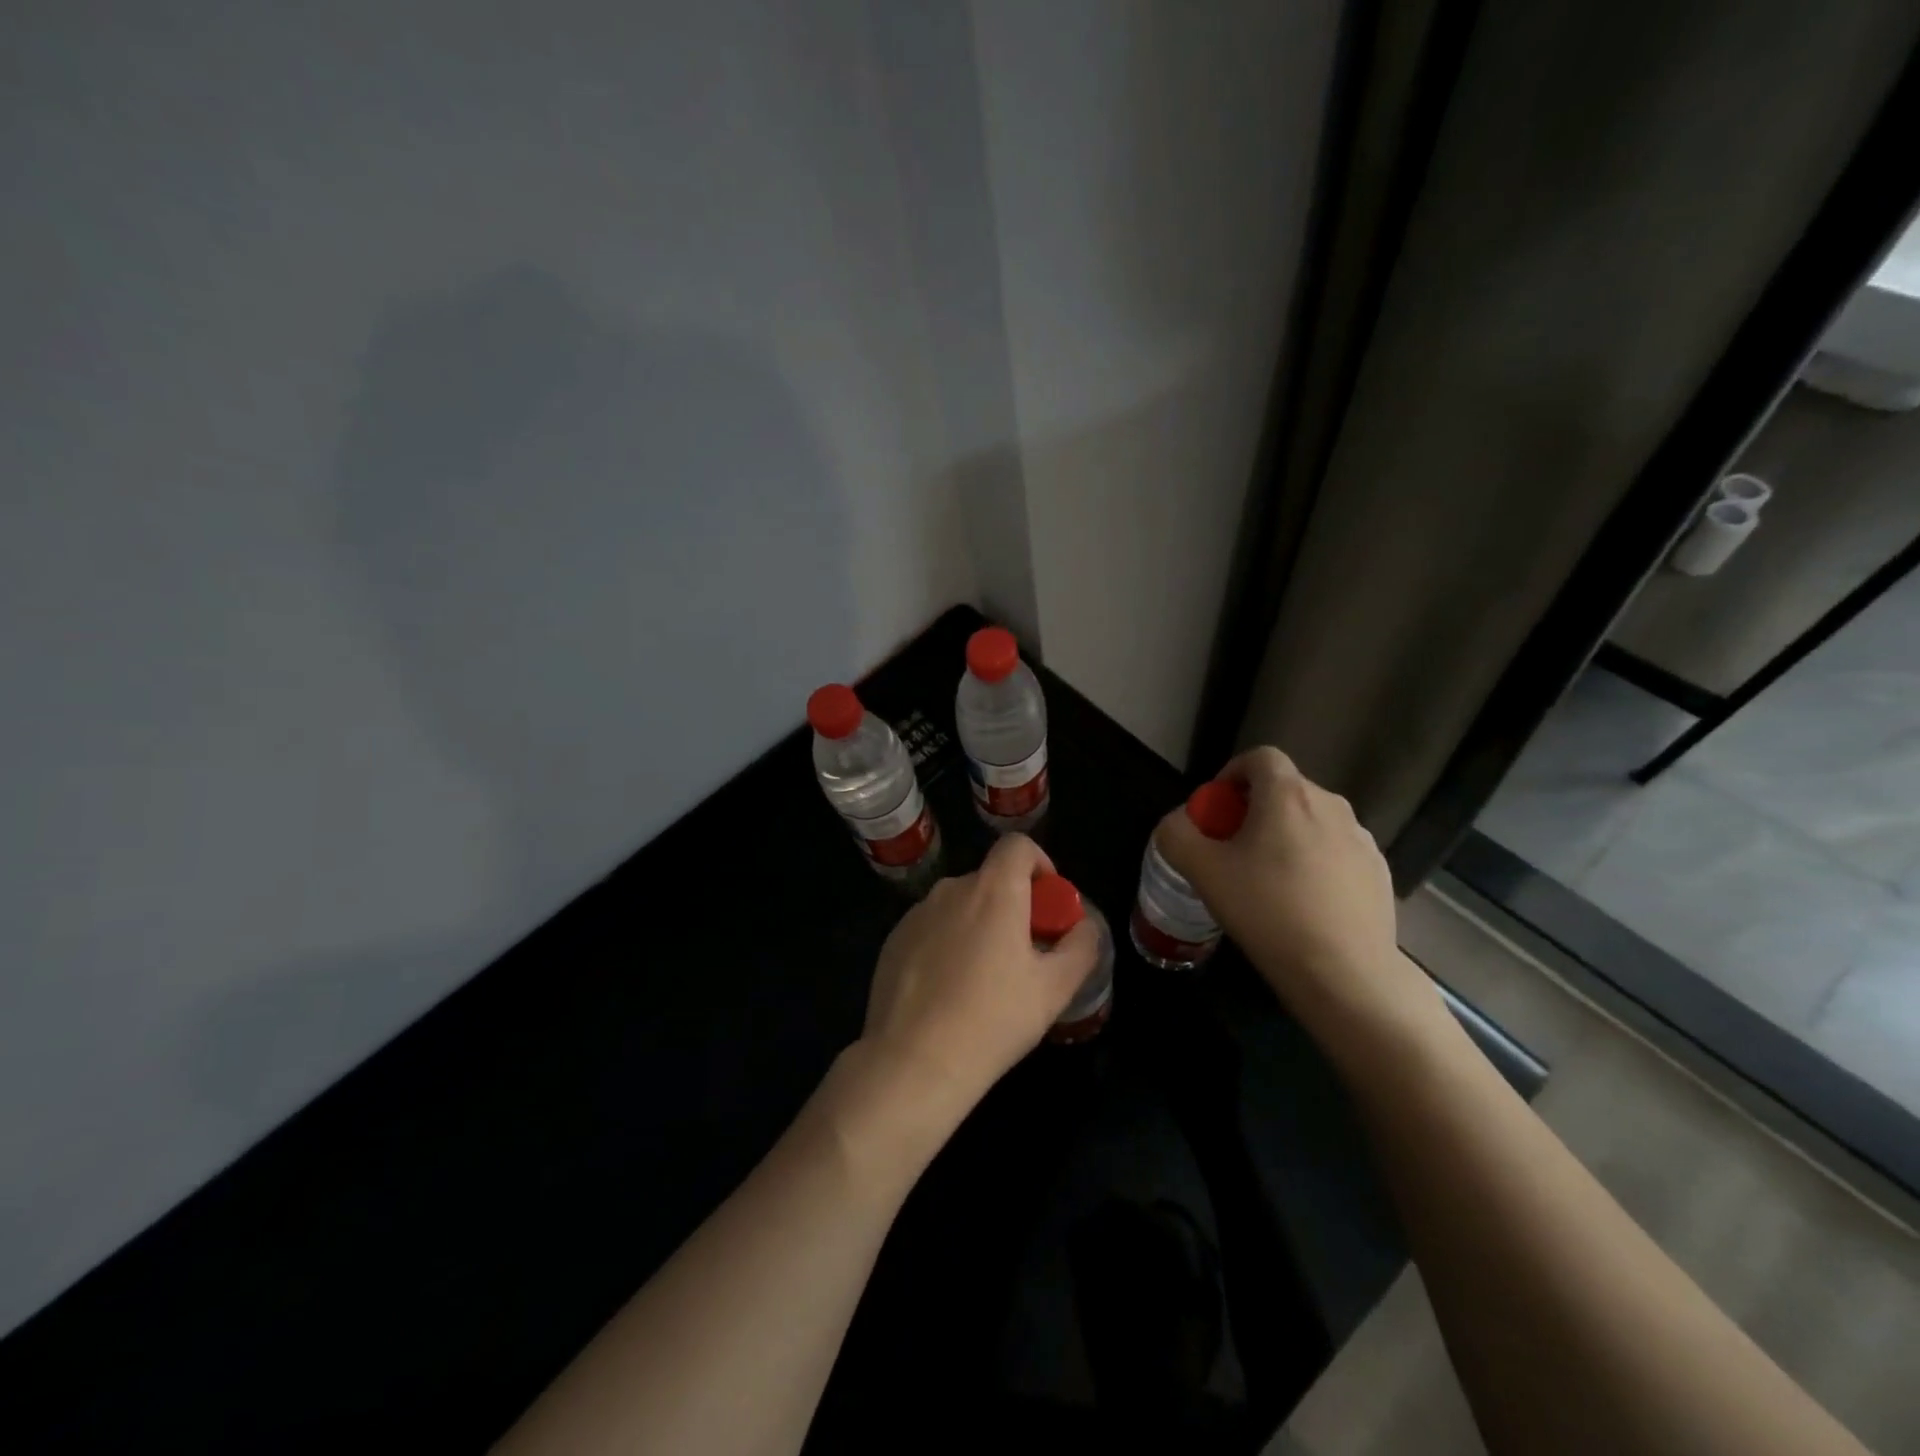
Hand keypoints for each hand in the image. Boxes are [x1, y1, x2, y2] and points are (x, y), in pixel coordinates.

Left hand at [859, 834, 1101, 1125]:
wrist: (913, 1061)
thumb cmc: (993, 1019)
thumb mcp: (1055, 989)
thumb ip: (1080, 946)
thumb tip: (1083, 926)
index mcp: (993, 891)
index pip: (1017, 846)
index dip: (1039, 864)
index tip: (1047, 904)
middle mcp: (951, 889)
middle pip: (990, 880)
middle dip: (1012, 906)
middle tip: (1023, 954)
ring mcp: (916, 914)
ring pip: (959, 906)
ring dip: (978, 925)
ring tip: (984, 979)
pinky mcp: (893, 940)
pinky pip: (931, 928)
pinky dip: (946, 944)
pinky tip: (948, 992)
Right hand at [1153, 747, 1436, 1040]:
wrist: (1345, 973)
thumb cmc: (1268, 912)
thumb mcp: (1203, 872)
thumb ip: (1177, 834)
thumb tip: (1178, 822)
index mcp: (1288, 796)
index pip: (1259, 757)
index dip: (1232, 774)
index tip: (1217, 809)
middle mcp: (1331, 805)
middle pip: (1285, 790)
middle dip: (1254, 810)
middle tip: (1233, 849)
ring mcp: (1361, 839)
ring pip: (1312, 822)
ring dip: (1287, 836)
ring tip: (1269, 880)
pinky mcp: (1380, 871)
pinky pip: (1337, 851)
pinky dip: (1316, 862)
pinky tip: (1304, 903)